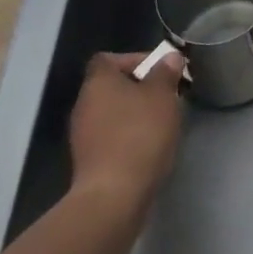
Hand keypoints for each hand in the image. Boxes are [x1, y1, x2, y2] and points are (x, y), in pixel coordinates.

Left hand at [67, 50, 185, 218]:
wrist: (114, 195)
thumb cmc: (139, 134)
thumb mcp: (162, 96)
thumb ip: (166, 72)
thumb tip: (169, 58)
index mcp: (98, 82)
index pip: (109, 58)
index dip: (134, 59)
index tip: (160, 71)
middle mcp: (84, 104)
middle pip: (112, 85)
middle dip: (140, 88)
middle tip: (167, 96)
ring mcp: (83, 134)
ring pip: (113, 112)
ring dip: (135, 113)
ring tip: (162, 122)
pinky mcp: (88, 160)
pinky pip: (110, 136)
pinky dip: (128, 136)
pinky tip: (148, 147)